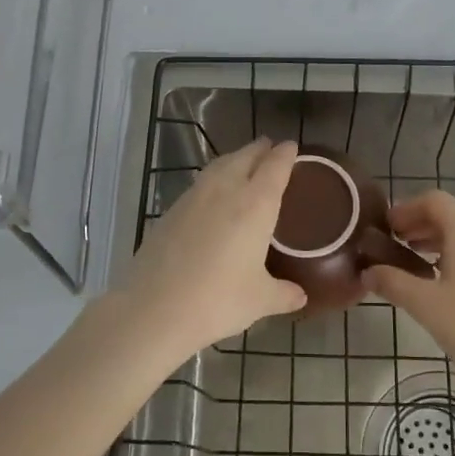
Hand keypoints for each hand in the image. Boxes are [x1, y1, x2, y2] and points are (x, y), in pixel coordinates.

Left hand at [111, 138, 308, 362]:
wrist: (153, 309)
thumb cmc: (217, 301)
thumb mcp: (259, 300)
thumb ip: (283, 293)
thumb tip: (300, 296)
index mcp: (255, 204)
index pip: (275, 167)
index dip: (285, 154)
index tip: (292, 146)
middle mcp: (225, 191)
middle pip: (245, 157)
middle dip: (259, 150)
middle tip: (270, 148)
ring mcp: (193, 198)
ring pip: (219, 166)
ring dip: (234, 159)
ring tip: (243, 163)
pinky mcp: (170, 211)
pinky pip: (199, 184)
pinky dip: (213, 179)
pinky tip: (213, 194)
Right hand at [362, 191, 454, 395]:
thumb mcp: (425, 305)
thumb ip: (393, 282)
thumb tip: (368, 272)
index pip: (434, 201)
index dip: (406, 209)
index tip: (386, 228)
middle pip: (452, 216)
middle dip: (421, 227)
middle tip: (395, 246)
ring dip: (440, 243)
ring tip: (417, 266)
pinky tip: (448, 285)